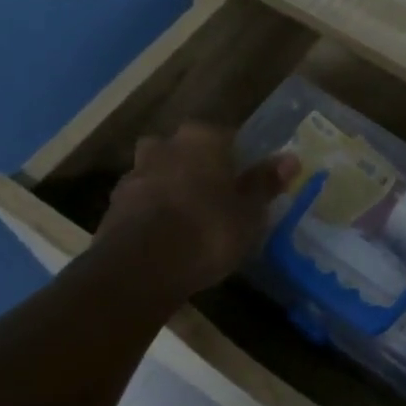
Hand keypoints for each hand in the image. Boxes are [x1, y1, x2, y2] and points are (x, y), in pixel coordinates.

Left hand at [88, 124, 298, 300]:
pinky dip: (153, 211)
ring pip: (161, 172)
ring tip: (190, 219)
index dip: (238, 159)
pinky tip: (166, 237)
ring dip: (172, 188)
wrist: (140, 268)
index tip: (245, 183)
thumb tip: (291, 158)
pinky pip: (142, 200)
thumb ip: (265, 183)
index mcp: (202, 138)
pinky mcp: (114, 205)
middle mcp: (165, 146)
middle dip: (199, 168)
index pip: (227, 136)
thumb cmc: (207, 231)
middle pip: (187, 150)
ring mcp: (135, 173)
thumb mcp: (249, 212)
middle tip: (217, 197)